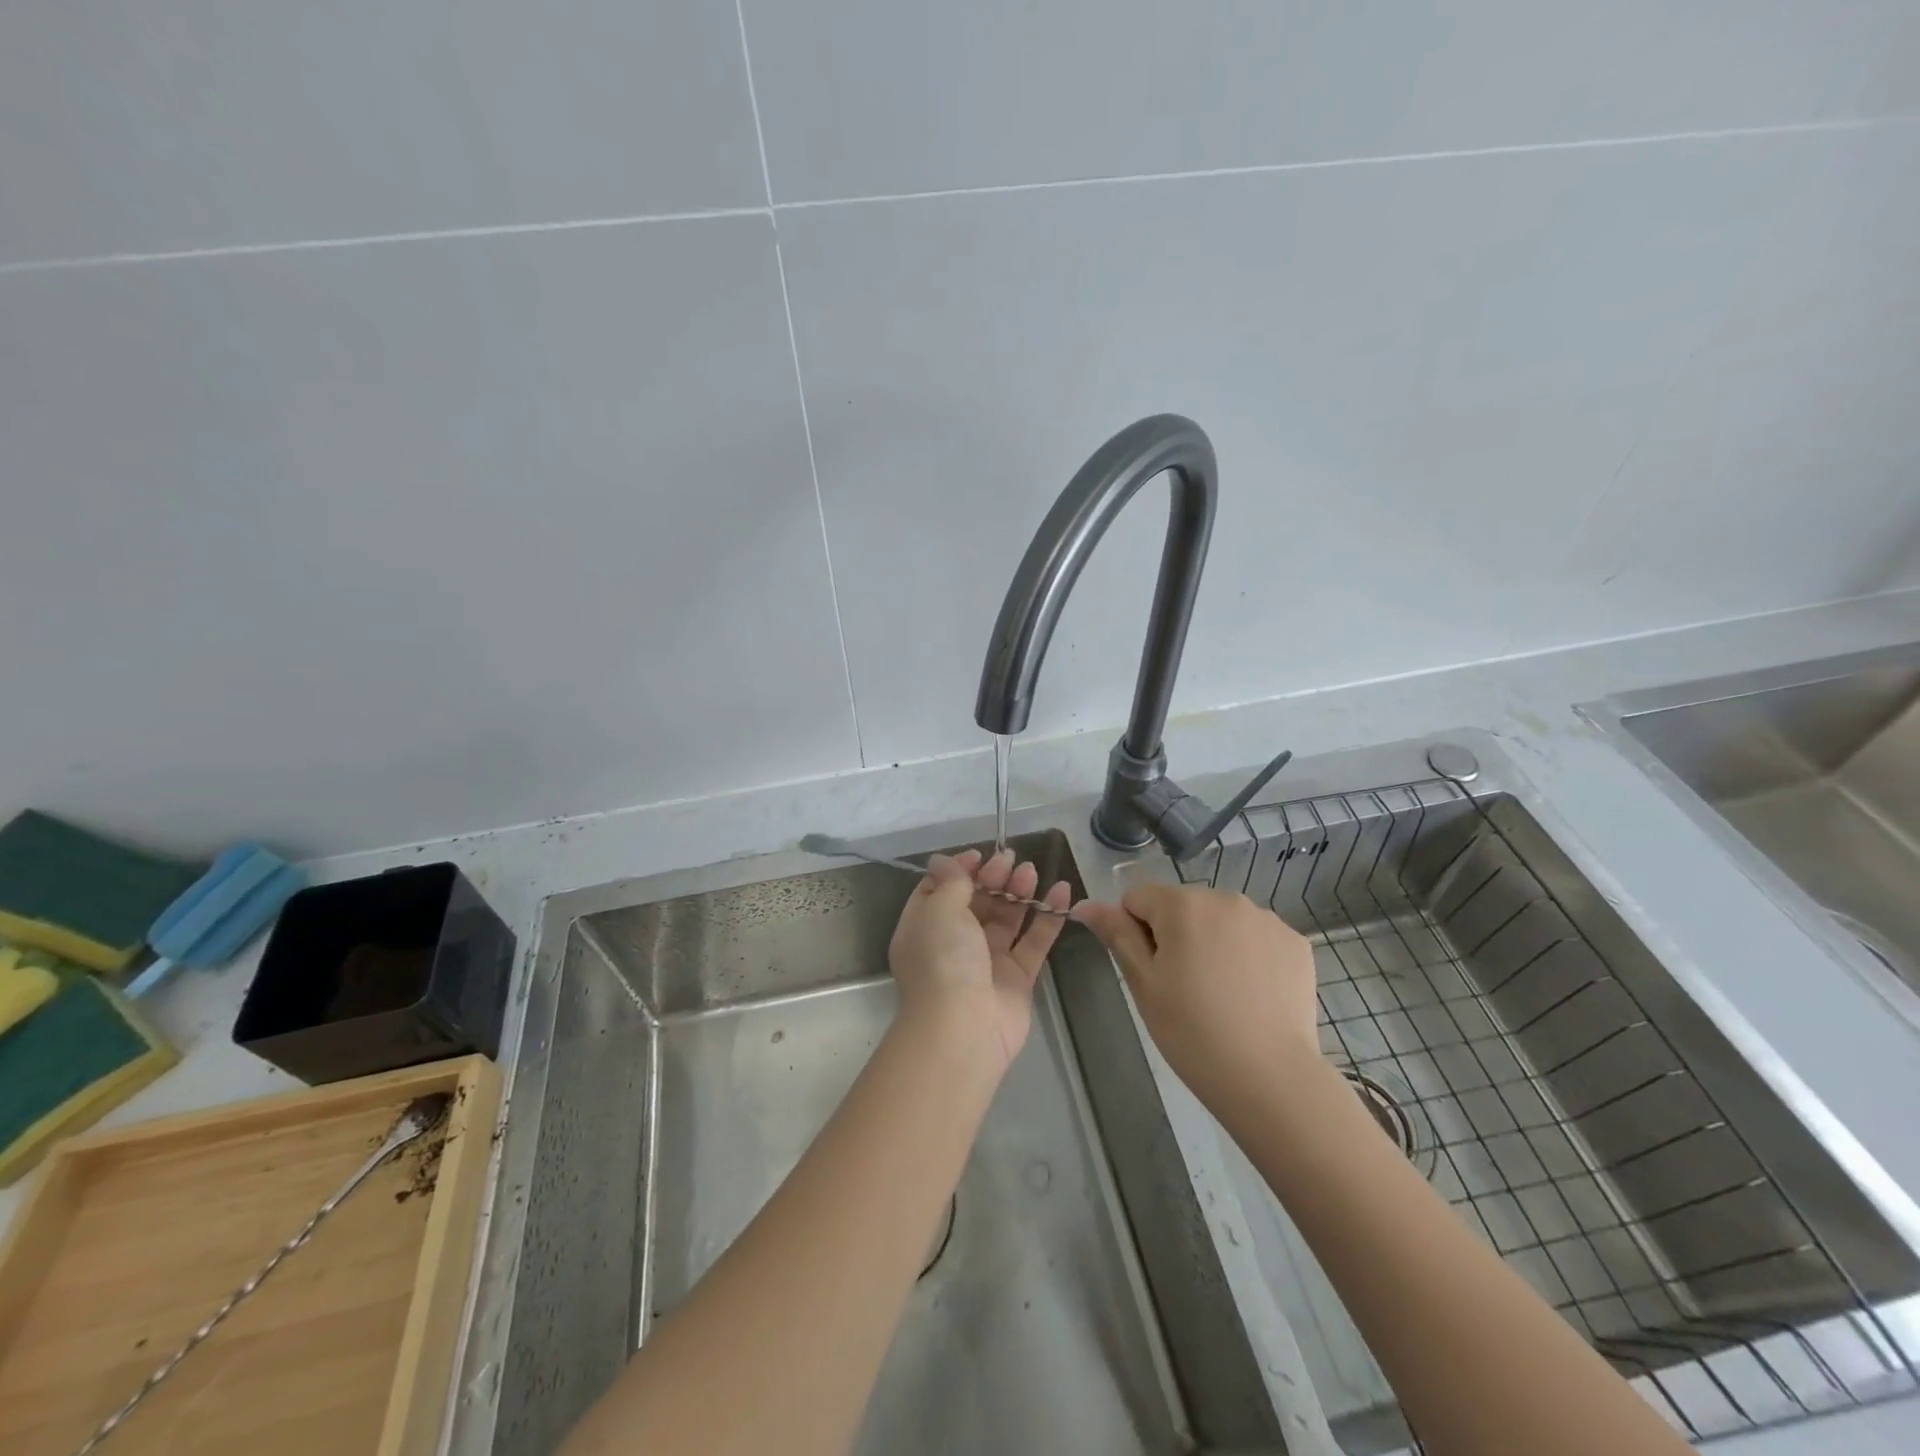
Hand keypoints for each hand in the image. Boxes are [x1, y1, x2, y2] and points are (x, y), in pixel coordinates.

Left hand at [888, 848, 1072, 1073]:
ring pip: (1006, 919)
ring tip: (1032, 872)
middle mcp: (953, 944)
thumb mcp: (939, 910)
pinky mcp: (1017, 978)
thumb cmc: (943, 961)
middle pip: (976, 902)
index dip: (959, 871)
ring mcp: (986, 962)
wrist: (963, 1029)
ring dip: (1018, 892)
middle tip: (1011, 860)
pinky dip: (1048, 917)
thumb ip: (950, 882)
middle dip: (993, 878)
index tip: (980, 855)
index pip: (939, 891)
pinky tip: (1063, 892)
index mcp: (924, 928)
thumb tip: (942, 859)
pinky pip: (1034, 941)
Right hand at [1073, 883, 1319, 1110]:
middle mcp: (1226, 898)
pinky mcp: (1296, 942)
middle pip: (1182, 906)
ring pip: (1220, 920)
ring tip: (1220, 994)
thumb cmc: (1192, 1032)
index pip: (1138, 898)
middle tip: (1182, 988)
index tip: (1151, 972)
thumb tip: (1085, 904)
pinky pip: (1255, 937)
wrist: (1270, 1079)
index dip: (1134, 932)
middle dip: (1175, 935)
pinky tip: (1251, 995)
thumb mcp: (1143, 983)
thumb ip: (1116, 934)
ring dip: (1211, 942)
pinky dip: (1248, 956)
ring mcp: (1267, 919)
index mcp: (1183, 904)